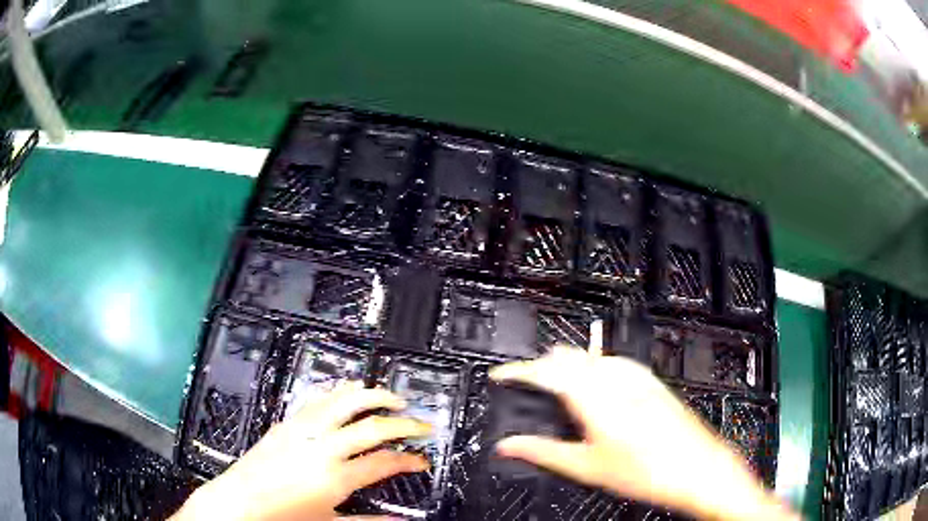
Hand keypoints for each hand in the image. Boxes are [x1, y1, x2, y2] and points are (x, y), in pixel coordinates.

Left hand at [172, 381, 430, 520]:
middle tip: (421, 425)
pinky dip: (340, 391)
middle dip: (404, 423)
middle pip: (372, 425)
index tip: (421, 461)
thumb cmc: (283, 517)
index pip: (385, 461)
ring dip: (373, 395)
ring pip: (344, 400)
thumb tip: (397, 520)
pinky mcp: (286, 423)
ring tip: (393, 398)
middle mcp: (321, 448)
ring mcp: (302, 430)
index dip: (410, 460)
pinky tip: (350, 390)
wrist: (239, 504)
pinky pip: (318, 399)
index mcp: (334, 477)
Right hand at [490, 348, 796, 520]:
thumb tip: (508, 446)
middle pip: (567, 356)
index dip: (517, 370)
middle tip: (526, 384)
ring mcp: (635, 376)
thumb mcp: (586, 467)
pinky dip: (592, 367)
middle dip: (541, 366)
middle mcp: (614, 379)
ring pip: (589, 356)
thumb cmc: (647, 470)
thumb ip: (541, 452)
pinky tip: (594, 385)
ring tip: (555, 385)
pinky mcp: (649, 380)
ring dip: (566, 364)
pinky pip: (611, 361)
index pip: (545, 370)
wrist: (695, 466)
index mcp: (594, 397)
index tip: (501, 375)